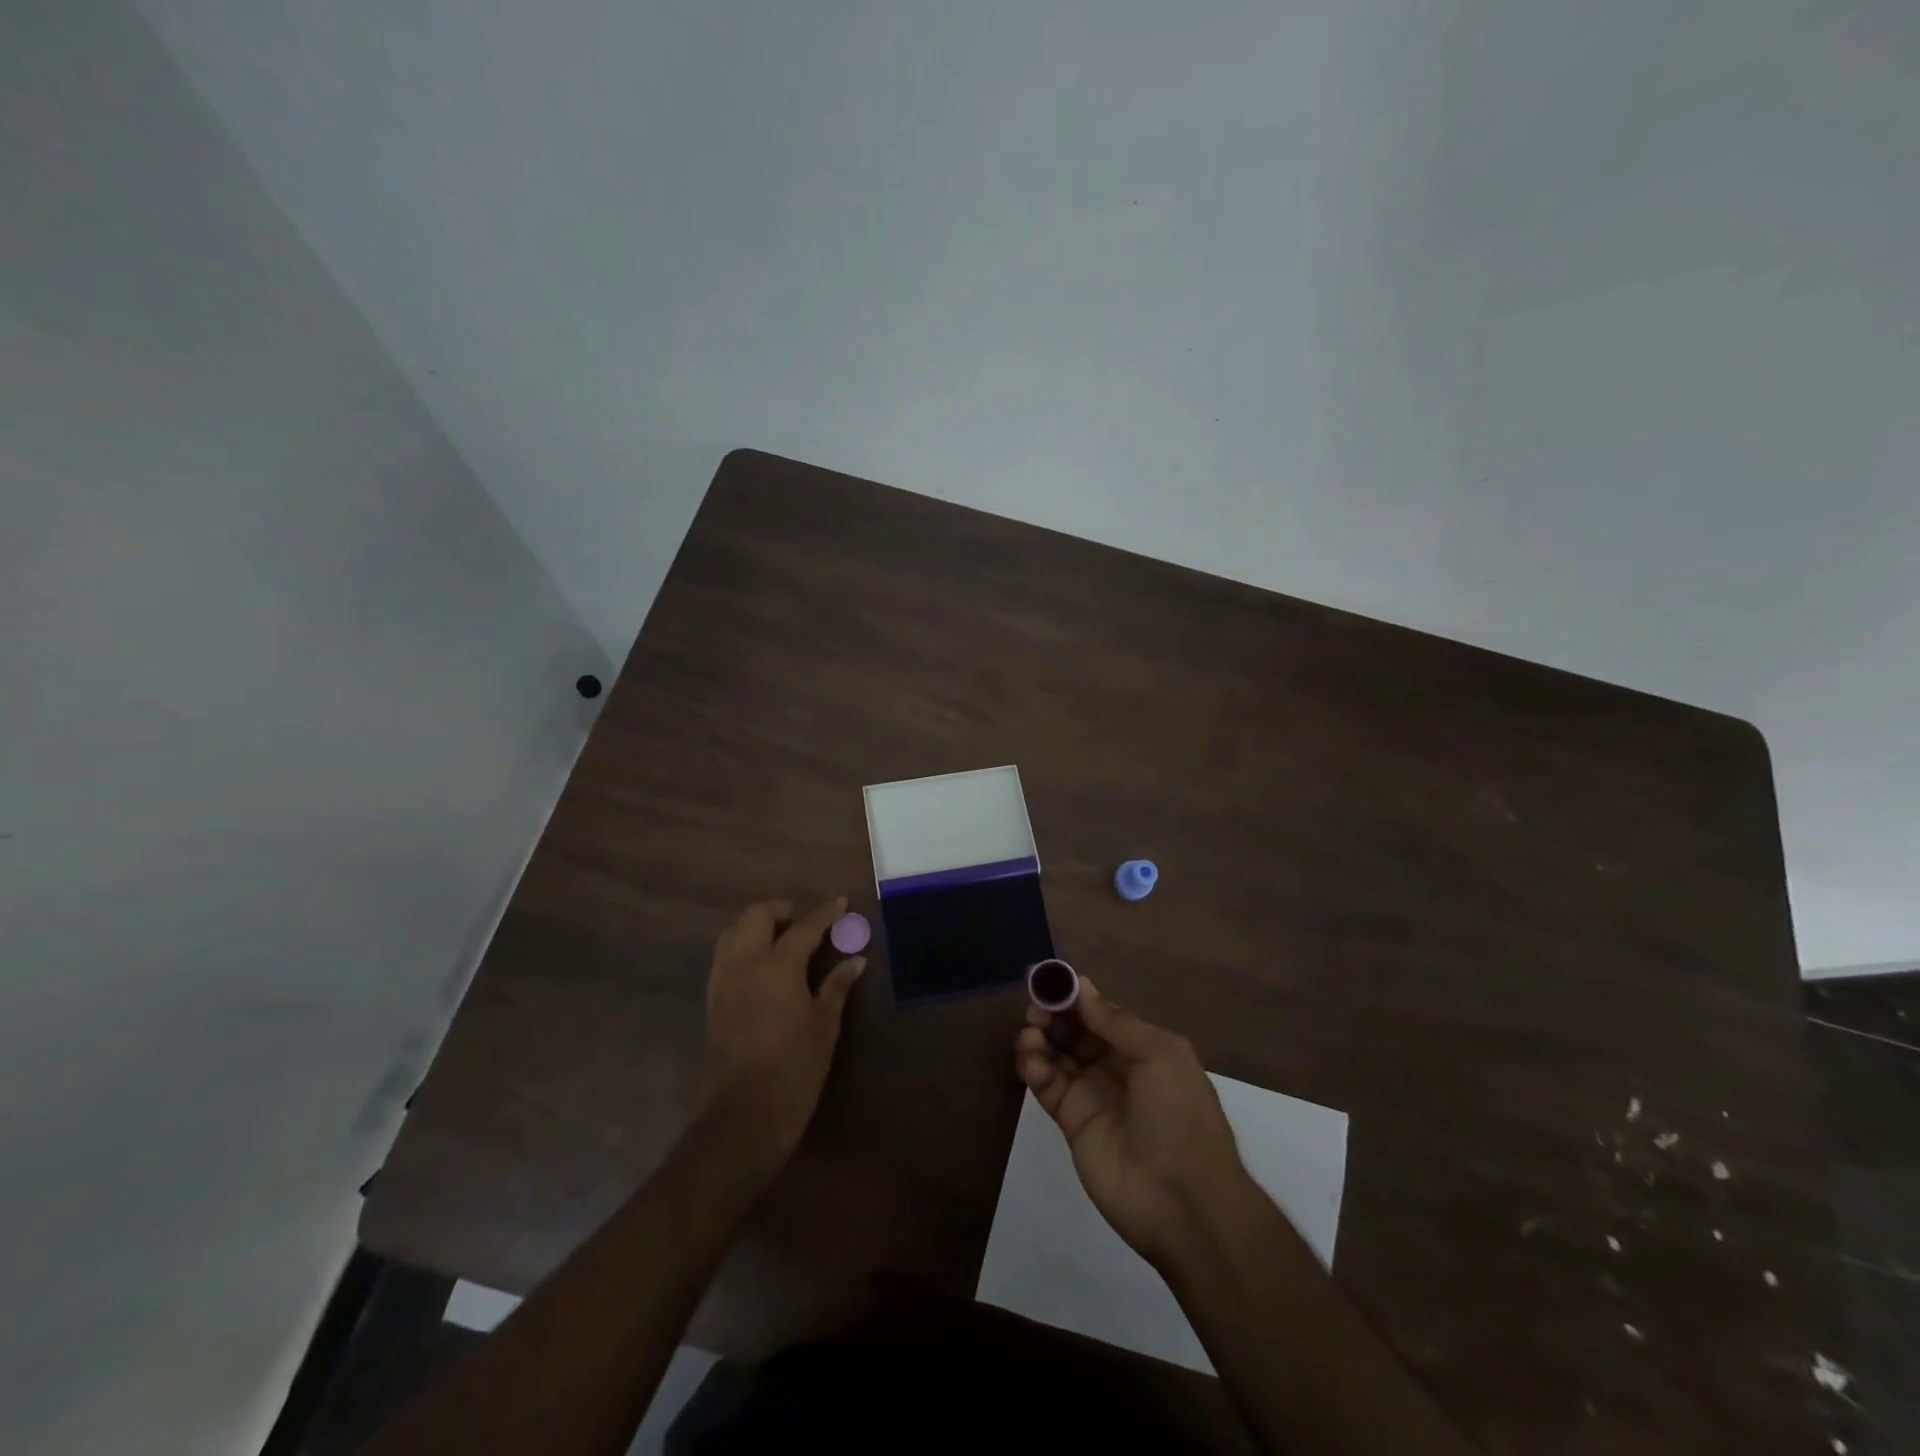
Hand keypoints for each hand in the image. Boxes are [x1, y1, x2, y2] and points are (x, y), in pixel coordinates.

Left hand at [698, 898, 864, 1167]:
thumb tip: (856, 960)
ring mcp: (722, 982)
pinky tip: (762, 967)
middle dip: (781, 910)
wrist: (742, 1118)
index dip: (824, 914)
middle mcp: (744, 964)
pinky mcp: (712, 1001)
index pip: (804, 927)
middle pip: (756, 916)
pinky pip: (724, 957)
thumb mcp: (824, 1027)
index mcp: (777, 966)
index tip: (840, 903)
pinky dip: (742, 948)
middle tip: (803, 921)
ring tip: (781, 940)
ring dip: (756, 926)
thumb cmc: (794, 1070)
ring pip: (732, 933)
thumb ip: (836, 987)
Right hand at [1015, 978, 1251, 1268]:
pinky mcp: (1072, 1123)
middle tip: (1035, 1008)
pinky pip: (1048, 1086)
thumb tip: (1081, 986)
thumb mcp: (1160, 1054)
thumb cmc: (1180, 1115)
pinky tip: (1031, 1059)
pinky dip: (1034, 1068)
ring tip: (1030, 1034)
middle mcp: (1116, 1068)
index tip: (1049, 980)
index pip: (1102, 1014)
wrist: (1183, 1201)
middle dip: (1054, 1015)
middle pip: (1076, 1032)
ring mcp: (1093, 1095)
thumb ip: (1116, 1021)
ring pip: (1057, 1055)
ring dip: (1040, 1038)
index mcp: (1144, 1048)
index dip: (1076, 997)